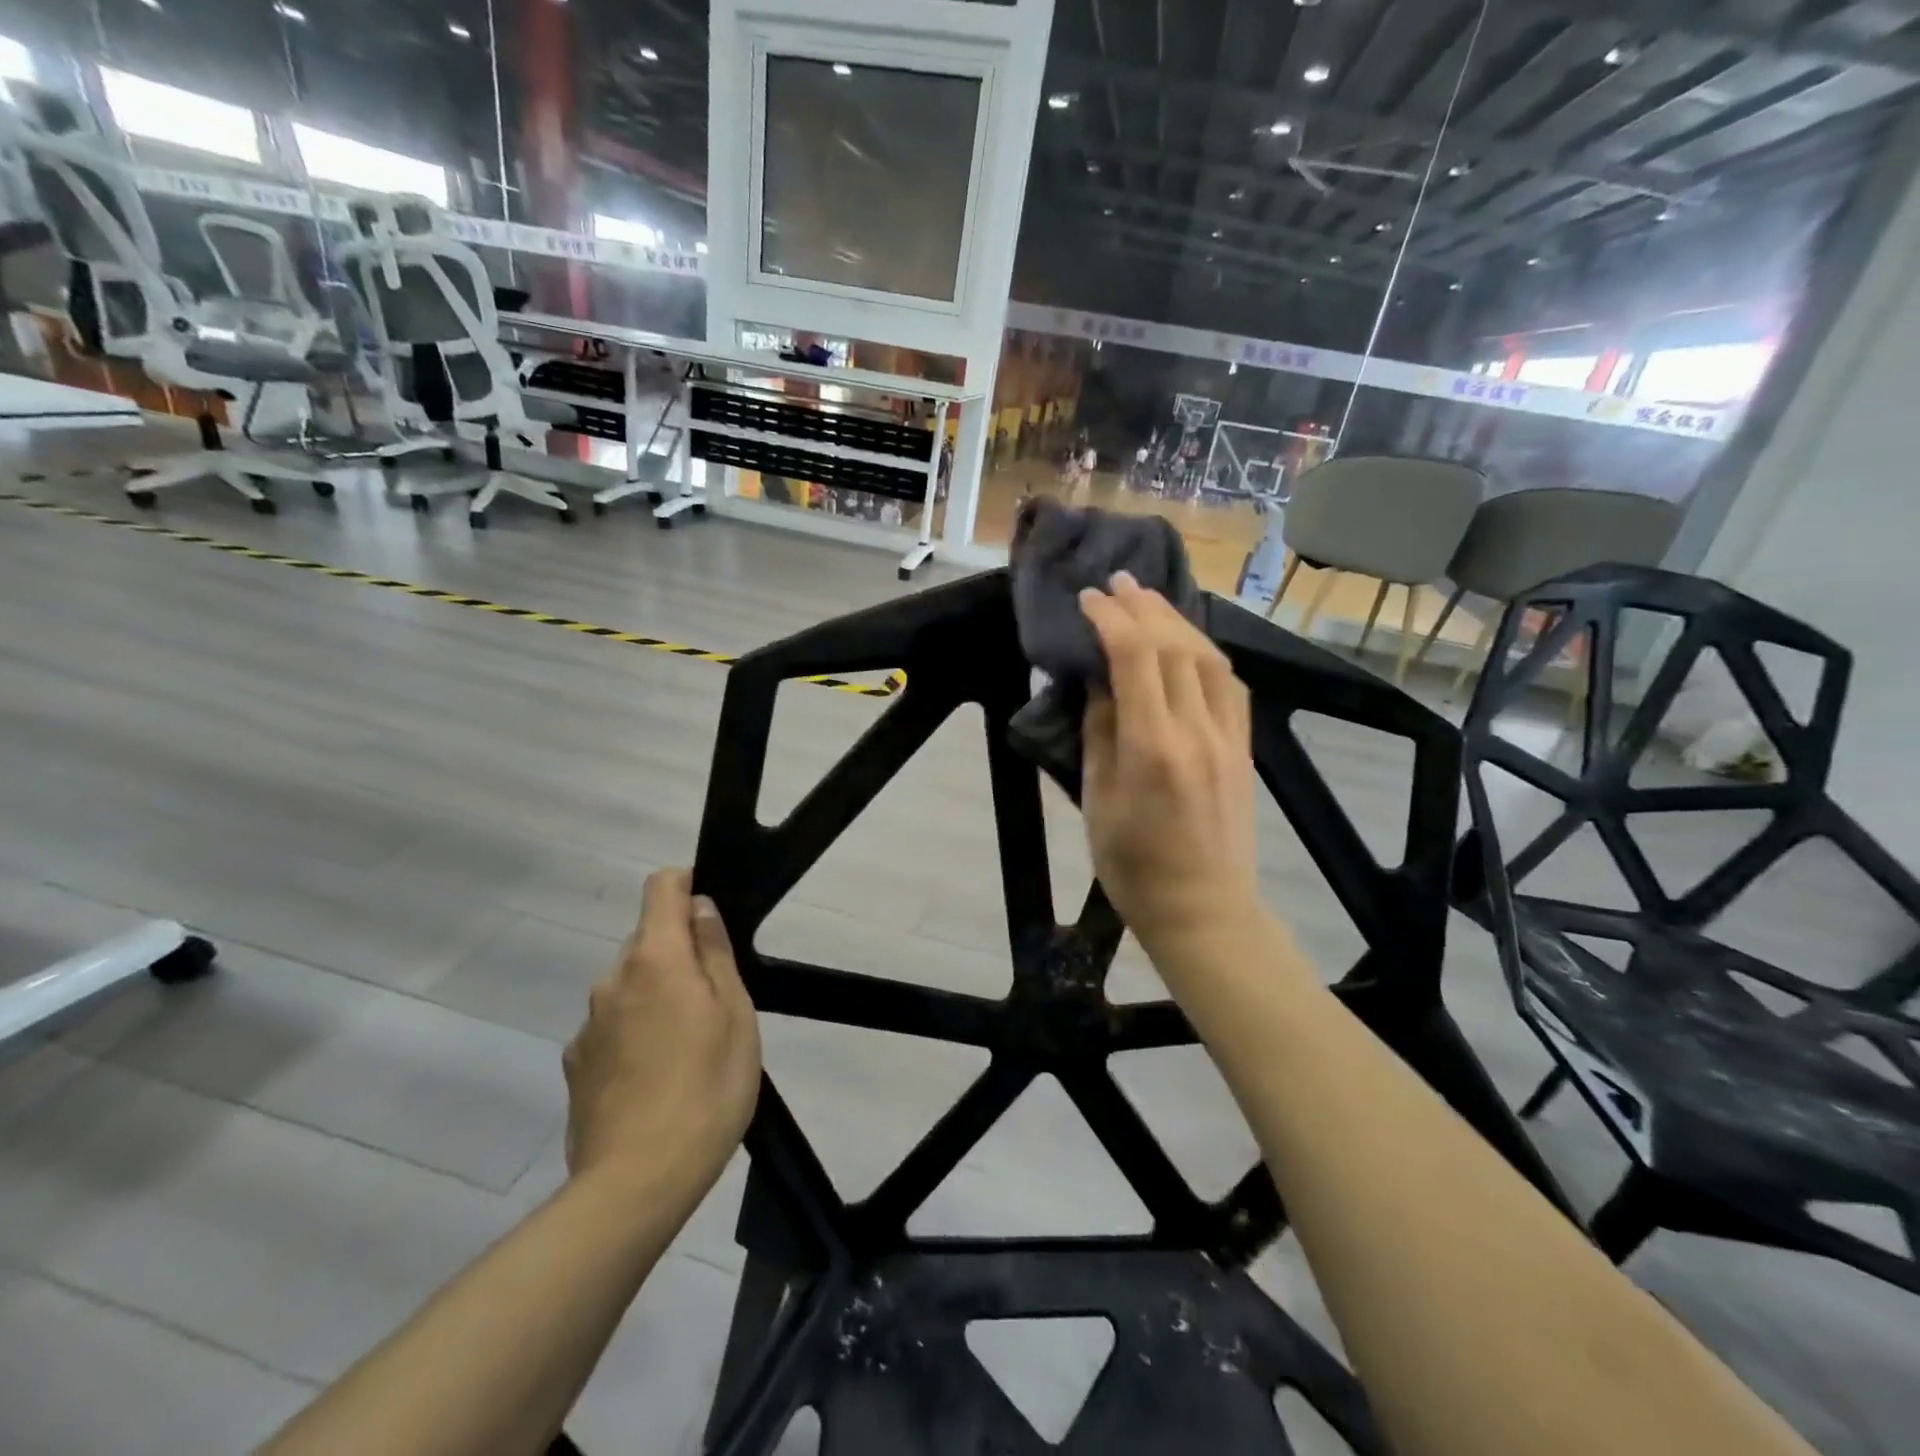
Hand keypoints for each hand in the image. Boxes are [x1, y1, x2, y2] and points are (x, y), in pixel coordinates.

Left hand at [564, 870, 761, 1195]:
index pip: (660, 887)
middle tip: (714, 999)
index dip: (687, 885)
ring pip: (630, 985)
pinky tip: (657, 1077)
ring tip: (689, 1047)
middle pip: (646, 938)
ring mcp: (587, 1024)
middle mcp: (612, 980)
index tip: (710, 915)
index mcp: (654, 959)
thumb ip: (714, 953)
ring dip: (657, 994)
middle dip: (679, 952)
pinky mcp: (575, 1065)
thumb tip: (699, 908)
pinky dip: (635, 1031)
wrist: (636, 1184)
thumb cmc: (706, 1088)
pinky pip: (612, 1025)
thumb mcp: (734, 1014)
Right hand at [1079, 572, 1260, 950]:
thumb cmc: (1133, 867)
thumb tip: (1100, 683)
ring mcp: (1228, 737)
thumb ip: (1100, 734)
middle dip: (1144, 607)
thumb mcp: (1098, 801)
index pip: (1136, 659)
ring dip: (1178, 621)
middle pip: (1176, 648)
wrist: (1204, 909)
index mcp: (1153, 747)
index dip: (1111, 619)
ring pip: (1209, 658)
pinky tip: (1189, 642)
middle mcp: (1197, 731)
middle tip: (1117, 582)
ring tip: (1150, 600)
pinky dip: (1205, 651)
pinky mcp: (1243, 747)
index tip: (1088, 598)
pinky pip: (1229, 684)